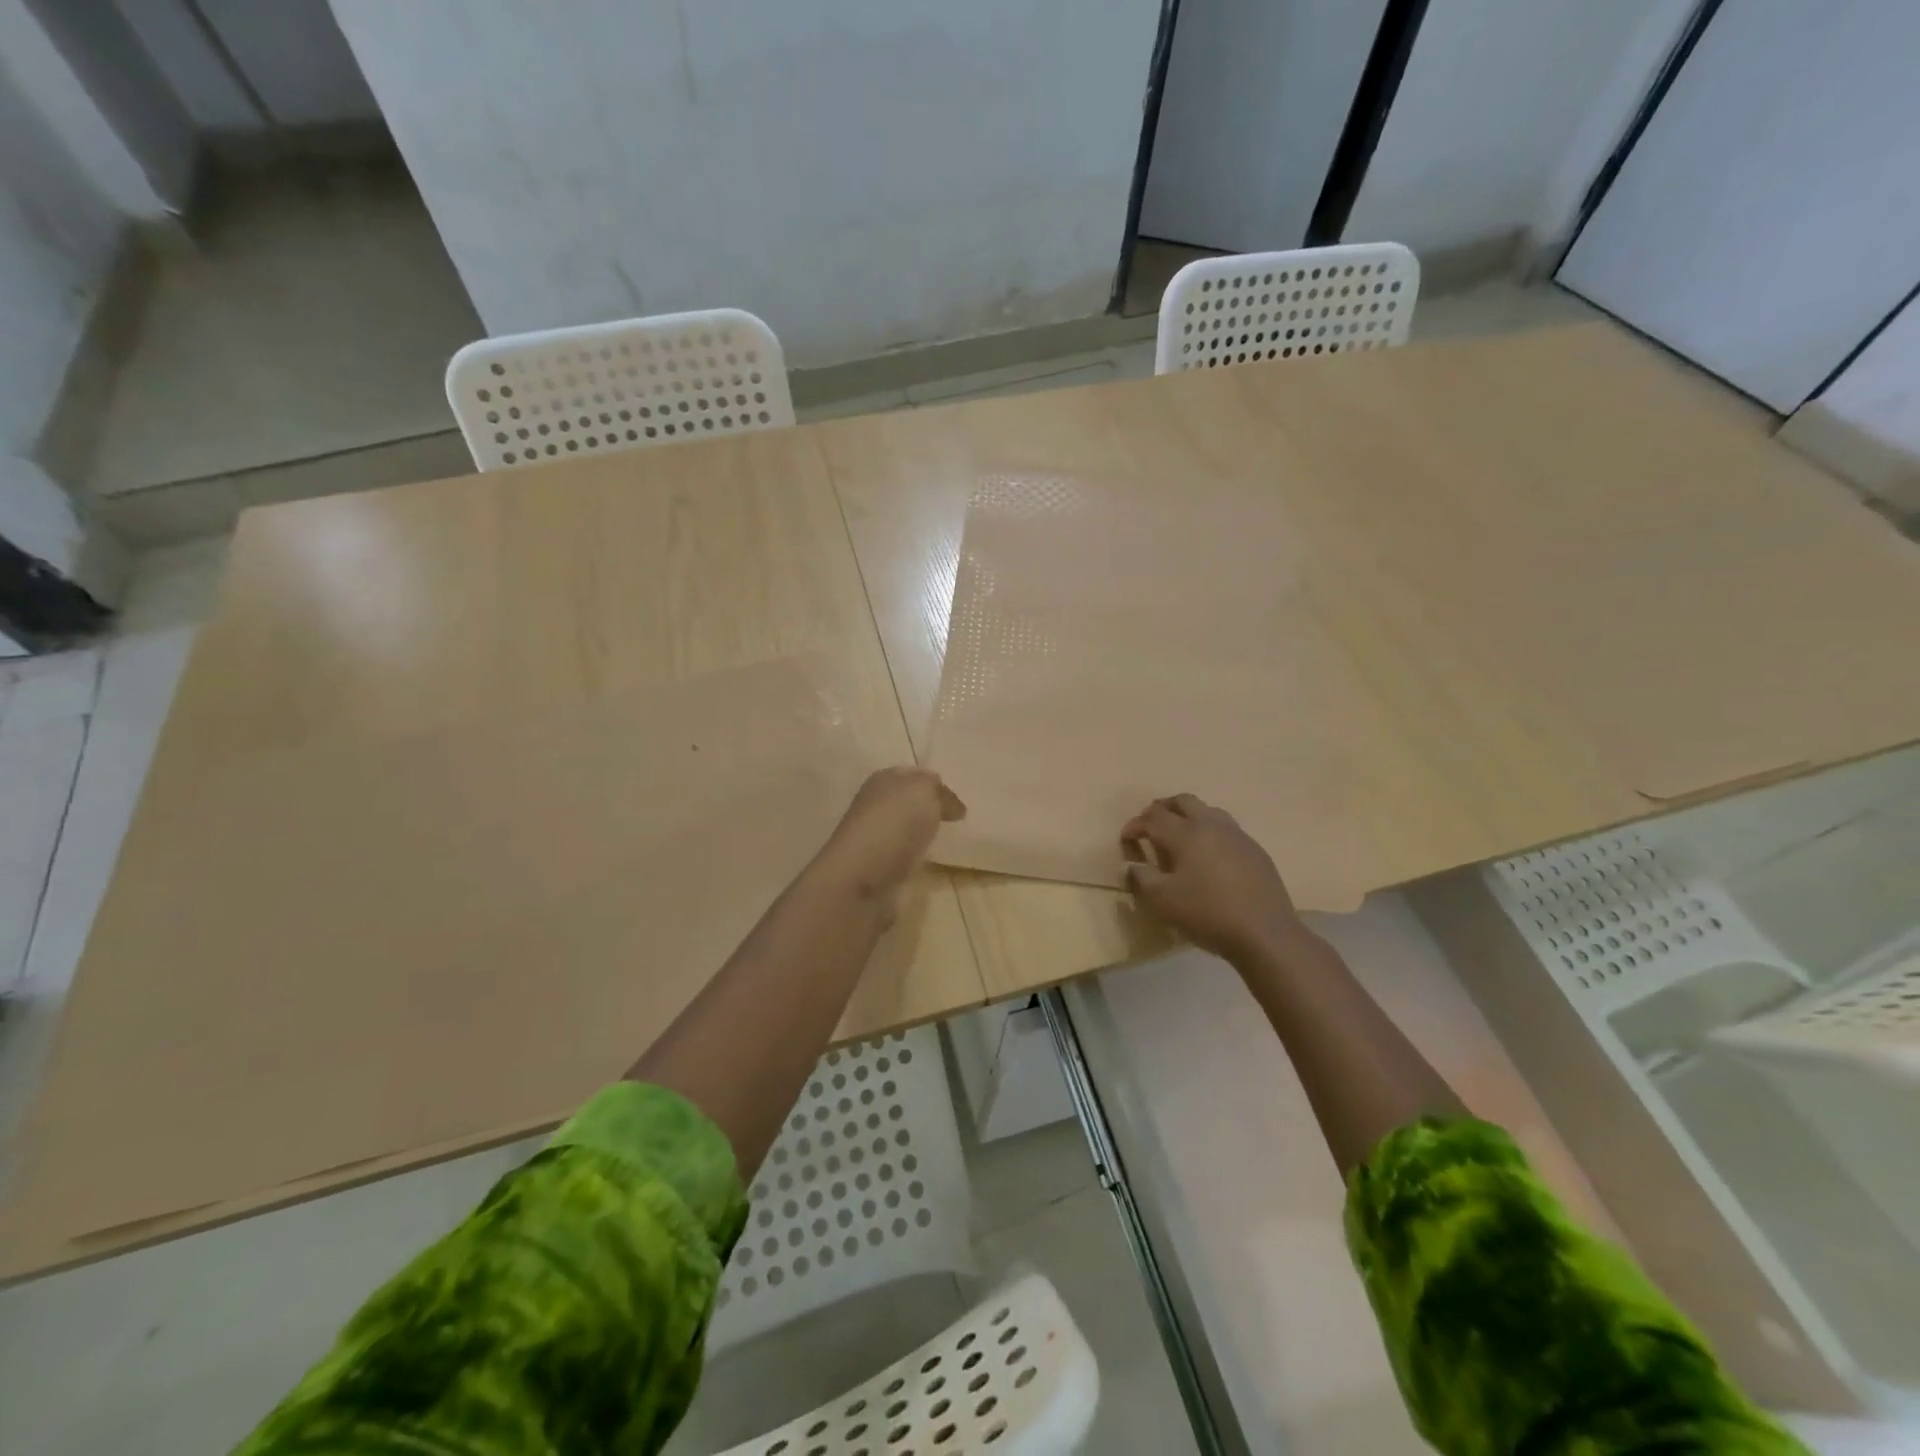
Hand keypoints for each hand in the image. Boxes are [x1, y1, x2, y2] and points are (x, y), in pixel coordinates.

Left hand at [821, 768, 965, 899]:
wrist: (861, 877)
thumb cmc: (893, 823)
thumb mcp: (924, 791)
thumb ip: (940, 791)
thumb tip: (951, 805)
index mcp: (882, 780)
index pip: (913, 776)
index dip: (936, 786)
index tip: (960, 801)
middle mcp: (874, 806)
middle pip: (908, 804)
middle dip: (930, 810)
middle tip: (958, 821)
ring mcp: (874, 839)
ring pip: (905, 832)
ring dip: (922, 836)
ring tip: (949, 842)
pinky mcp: (876, 869)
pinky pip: (903, 858)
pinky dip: (916, 860)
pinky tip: (931, 864)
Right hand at [1121, 794, 1308, 961]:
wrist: (1265, 933)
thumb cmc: (1207, 914)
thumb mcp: (1163, 901)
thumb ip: (1142, 878)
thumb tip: (1132, 866)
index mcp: (1185, 834)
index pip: (1154, 817)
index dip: (1136, 824)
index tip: (1126, 838)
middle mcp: (1211, 825)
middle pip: (1183, 801)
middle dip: (1162, 808)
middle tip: (1151, 824)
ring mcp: (1237, 836)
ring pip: (1208, 811)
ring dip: (1189, 816)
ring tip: (1180, 835)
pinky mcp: (1255, 850)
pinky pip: (1227, 829)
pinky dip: (1210, 832)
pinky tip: (1210, 855)